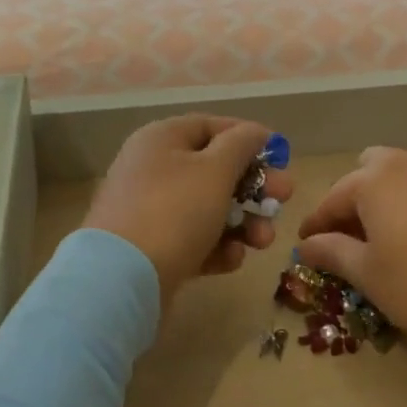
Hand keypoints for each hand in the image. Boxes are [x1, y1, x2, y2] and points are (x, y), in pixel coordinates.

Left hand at [82, 115, 293, 311]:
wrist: (121, 280)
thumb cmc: (174, 211)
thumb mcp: (215, 170)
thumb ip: (241, 145)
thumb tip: (256, 131)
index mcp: (162, 139)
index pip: (212, 126)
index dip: (249, 138)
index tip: (281, 156)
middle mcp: (154, 168)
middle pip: (215, 169)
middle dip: (254, 186)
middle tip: (285, 199)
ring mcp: (151, 210)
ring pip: (209, 208)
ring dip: (243, 221)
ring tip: (263, 240)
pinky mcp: (153, 248)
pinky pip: (194, 239)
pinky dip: (217, 247)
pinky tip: (233, 259)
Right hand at [297, 147, 406, 358]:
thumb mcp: (371, 277)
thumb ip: (334, 254)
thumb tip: (307, 244)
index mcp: (376, 181)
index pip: (333, 198)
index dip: (317, 224)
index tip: (308, 246)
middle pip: (372, 170)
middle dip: (358, 198)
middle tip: (358, 236)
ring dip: (397, 199)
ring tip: (400, 237)